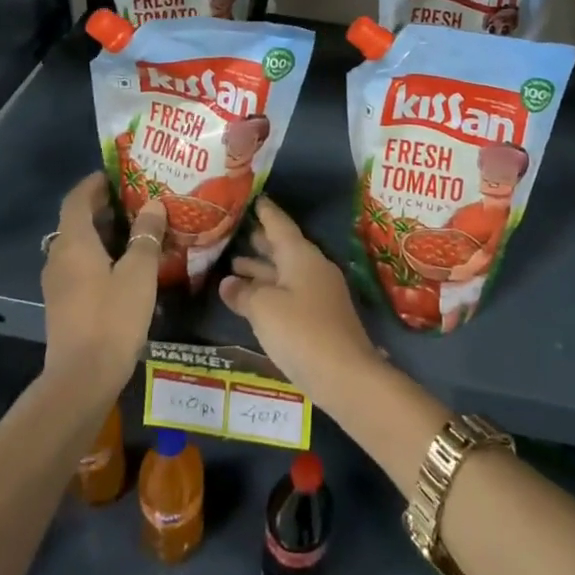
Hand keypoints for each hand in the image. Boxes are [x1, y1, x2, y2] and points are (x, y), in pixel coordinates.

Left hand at [41, 173, 165, 396]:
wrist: (81, 379)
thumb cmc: (112, 318)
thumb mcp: (139, 273)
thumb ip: (146, 236)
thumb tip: (152, 205)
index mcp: (74, 242)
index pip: (77, 198)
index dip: (95, 183)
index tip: (118, 174)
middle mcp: (59, 257)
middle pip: (77, 220)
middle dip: (103, 206)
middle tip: (136, 199)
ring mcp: (58, 283)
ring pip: (78, 244)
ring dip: (102, 232)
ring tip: (136, 228)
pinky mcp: (63, 303)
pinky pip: (79, 265)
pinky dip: (99, 254)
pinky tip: (125, 264)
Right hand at [219, 196, 381, 408]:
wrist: (346, 375)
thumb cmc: (301, 332)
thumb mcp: (264, 309)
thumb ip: (243, 293)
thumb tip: (228, 283)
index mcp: (301, 255)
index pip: (280, 224)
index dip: (266, 212)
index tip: (254, 198)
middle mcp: (312, 267)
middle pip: (284, 248)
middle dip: (261, 242)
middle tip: (237, 232)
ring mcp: (320, 293)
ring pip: (286, 272)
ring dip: (262, 269)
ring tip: (234, 264)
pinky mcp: (321, 317)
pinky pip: (290, 292)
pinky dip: (271, 289)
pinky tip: (254, 298)